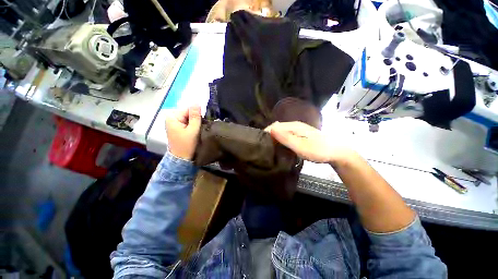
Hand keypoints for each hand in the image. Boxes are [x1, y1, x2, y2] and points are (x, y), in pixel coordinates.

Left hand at [165, 106, 201, 160]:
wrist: (182, 159)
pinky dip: (193, 125)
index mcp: (173, 117)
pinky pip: (187, 123)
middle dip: (196, 118)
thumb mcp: (193, 129)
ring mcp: (174, 124)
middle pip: (188, 113)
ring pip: (189, 118)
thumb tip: (197, 102)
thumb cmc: (187, 144)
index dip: (197, 113)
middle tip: (203, 125)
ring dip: (196, 122)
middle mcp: (172, 118)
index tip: (204, 120)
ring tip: (200, 128)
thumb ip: (195, 116)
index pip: (188, 109)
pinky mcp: (178, 128)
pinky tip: (197, 130)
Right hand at [266, 121, 356, 163]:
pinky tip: (280, 147)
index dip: (266, 133)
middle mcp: (294, 125)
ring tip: (269, 148)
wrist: (337, 152)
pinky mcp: (300, 135)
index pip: (274, 126)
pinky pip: (286, 135)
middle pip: (277, 128)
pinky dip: (280, 140)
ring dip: (274, 139)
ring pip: (281, 132)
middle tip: (264, 148)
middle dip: (269, 136)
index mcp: (293, 126)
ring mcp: (298, 130)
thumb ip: (286, 138)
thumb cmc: (319, 150)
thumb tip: (271, 129)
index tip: (260, 144)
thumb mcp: (301, 146)